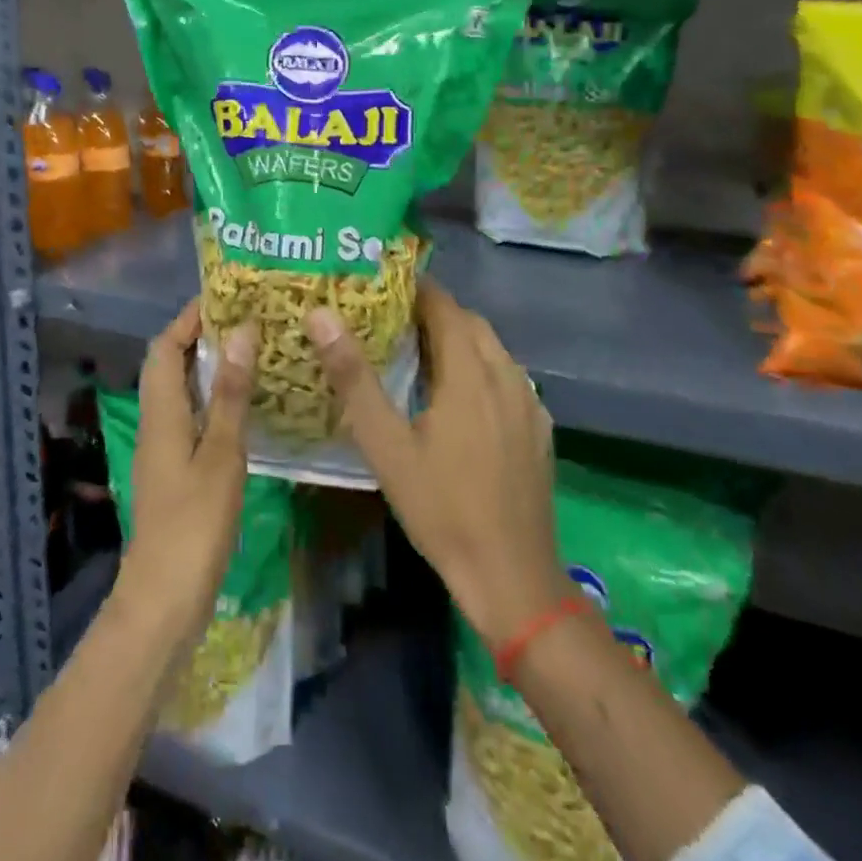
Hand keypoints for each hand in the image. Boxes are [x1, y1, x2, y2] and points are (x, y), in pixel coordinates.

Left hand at [116, 300, 255, 636]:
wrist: (165, 600)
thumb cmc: (194, 524)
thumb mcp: (222, 454)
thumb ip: (231, 394)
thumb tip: (242, 333)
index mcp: (160, 413)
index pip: (164, 347)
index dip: (188, 318)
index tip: (225, 297)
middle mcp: (156, 424)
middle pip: (169, 365)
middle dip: (202, 337)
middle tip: (248, 321)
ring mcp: (163, 450)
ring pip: (181, 392)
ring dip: (210, 368)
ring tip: (253, 352)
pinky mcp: (175, 472)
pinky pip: (191, 418)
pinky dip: (214, 400)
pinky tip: (247, 407)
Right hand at [306, 281, 567, 647]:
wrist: (512, 576)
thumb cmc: (442, 508)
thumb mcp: (387, 446)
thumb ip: (354, 379)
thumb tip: (322, 316)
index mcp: (471, 372)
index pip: (445, 306)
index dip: (416, 289)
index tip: (382, 284)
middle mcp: (508, 376)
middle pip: (472, 324)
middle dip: (435, 312)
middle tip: (392, 319)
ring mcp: (530, 404)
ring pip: (493, 351)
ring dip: (460, 340)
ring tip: (420, 353)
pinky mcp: (539, 430)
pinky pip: (508, 379)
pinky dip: (481, 369)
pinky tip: (460, 400)